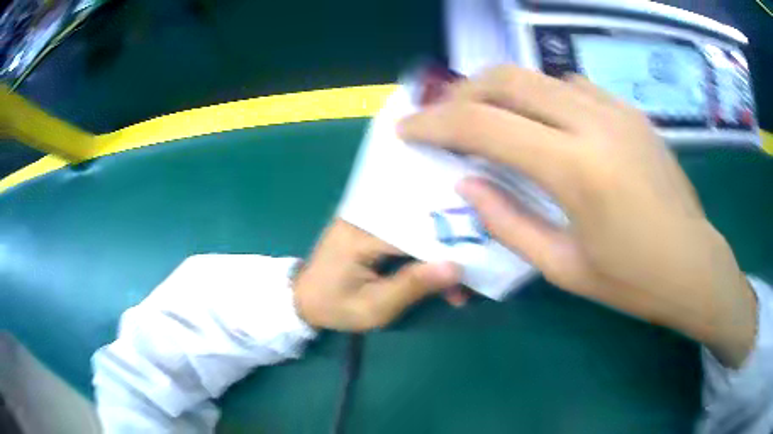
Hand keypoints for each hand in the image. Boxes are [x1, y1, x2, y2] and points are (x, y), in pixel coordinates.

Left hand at [293, 218, 460, 331]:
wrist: (303, 299)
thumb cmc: (336, 307)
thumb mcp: (375, 307)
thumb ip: (413, 286)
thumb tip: (456, 267)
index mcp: (362, 233)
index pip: (417, 230)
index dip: (448, 248)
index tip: (470, 272)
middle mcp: (364, 214)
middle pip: (418, 224)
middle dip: (446, 250)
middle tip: (465, 279)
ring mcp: (365, 215)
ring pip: (414, 226)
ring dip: (436, 251)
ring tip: (455, 280)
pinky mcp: (368, 222)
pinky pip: (404, 229)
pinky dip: (422, 247)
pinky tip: (437, 267)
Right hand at [399, 66, 756, 367]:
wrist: (693, 264)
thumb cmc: (632, 280)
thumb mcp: (563, 268)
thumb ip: (509, 222)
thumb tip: (466, 184)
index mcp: (576, 169)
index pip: (484, 126)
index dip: (435, 124)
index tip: (407, 129)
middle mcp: (595, 122)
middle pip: (508, 79)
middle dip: (463, 94)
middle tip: (444, 119)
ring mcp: (617, 110)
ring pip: (539, 76)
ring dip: (502, 92)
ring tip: (489, 119)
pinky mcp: (630, 111)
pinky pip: (573, 87)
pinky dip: (543, 97)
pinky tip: (545, 124)